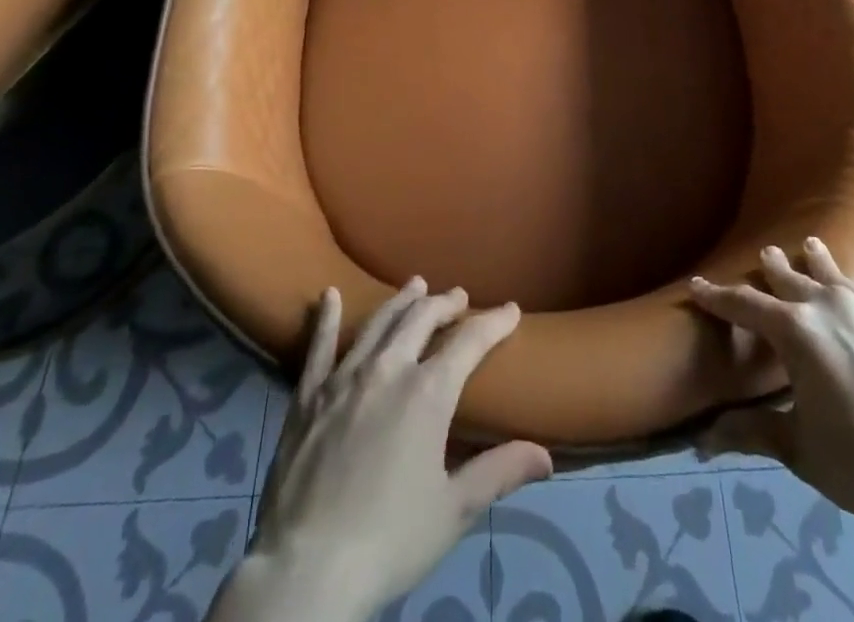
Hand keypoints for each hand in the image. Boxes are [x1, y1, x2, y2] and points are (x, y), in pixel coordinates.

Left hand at [219, 279, 552, 621]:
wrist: (307, 569)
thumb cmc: (390, 540)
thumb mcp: (453, 511)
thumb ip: (499, 473)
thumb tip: (546, 456)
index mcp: (428, 393)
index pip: (470, 342)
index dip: (494, 322)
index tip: (511, 310)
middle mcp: (388, 369)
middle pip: (422, 319)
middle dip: (445, 304)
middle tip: (459, 296)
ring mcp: (344, 377)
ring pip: (378, 323)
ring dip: (401, 301)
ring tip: (415, 285)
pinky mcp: (308, 395)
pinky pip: (318, 346)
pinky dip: (326, 318)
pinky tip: (329, 296)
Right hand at [690, 239, 853, 538]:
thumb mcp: (798, 448)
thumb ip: (752, 431)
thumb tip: (703, 440)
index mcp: (794, 331)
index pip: (744, 305)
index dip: (716, 296)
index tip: (696, 285)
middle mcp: (827, 307)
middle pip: (791, 278)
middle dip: (773, 266)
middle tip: (765, 252)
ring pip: (835, 274)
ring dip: (819, 261)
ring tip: (811, 244)